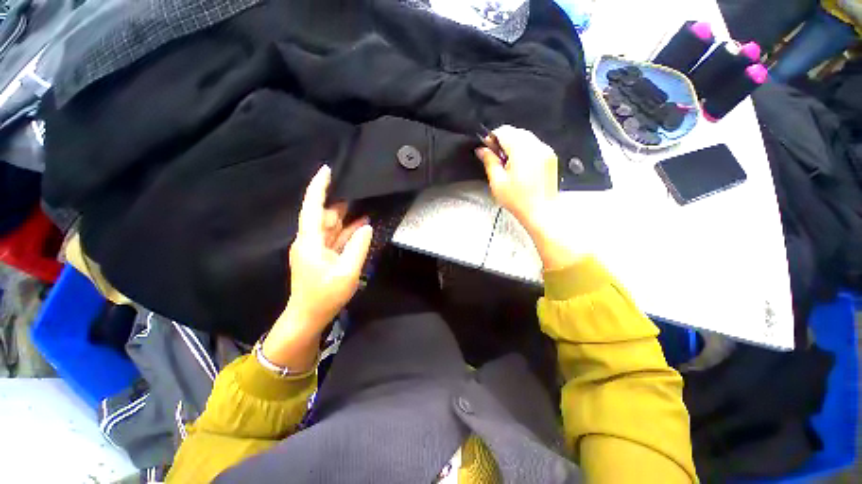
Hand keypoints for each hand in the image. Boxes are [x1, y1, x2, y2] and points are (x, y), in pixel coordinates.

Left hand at [262, 165, 372, 369]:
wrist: (308, 316)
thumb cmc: (324, 296)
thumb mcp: (347, 272)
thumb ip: (358, 247)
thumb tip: (367, 226)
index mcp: (310, 241)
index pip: (313, 207)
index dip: (319, 187)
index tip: (327, 170)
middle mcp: (310, 240)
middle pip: (325, 215)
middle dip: (340, 201)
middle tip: (359, 188)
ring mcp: (316, 248)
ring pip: (331, 226)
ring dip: (347, 216)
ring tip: (365, 203)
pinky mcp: (322, 255)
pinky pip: (336, 237)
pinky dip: (348, 231)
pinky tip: (362, 224)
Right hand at [476, 125, 583, 270]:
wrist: (541, 212)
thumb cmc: (518, 200)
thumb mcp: (497, 182)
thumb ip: (489, 161)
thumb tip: (481, 149)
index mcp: (522, 151)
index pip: (505, 131)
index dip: (492, 137)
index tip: (486, 148)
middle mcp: (537, 146)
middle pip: (516, 132)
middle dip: (503, 140)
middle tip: (495, 157)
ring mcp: (546, 150)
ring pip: (526, 137)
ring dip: (514, 144)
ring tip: (507, 162)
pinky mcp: (551, 157)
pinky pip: (535, 145)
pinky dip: (524, 149)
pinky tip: (519, 165)